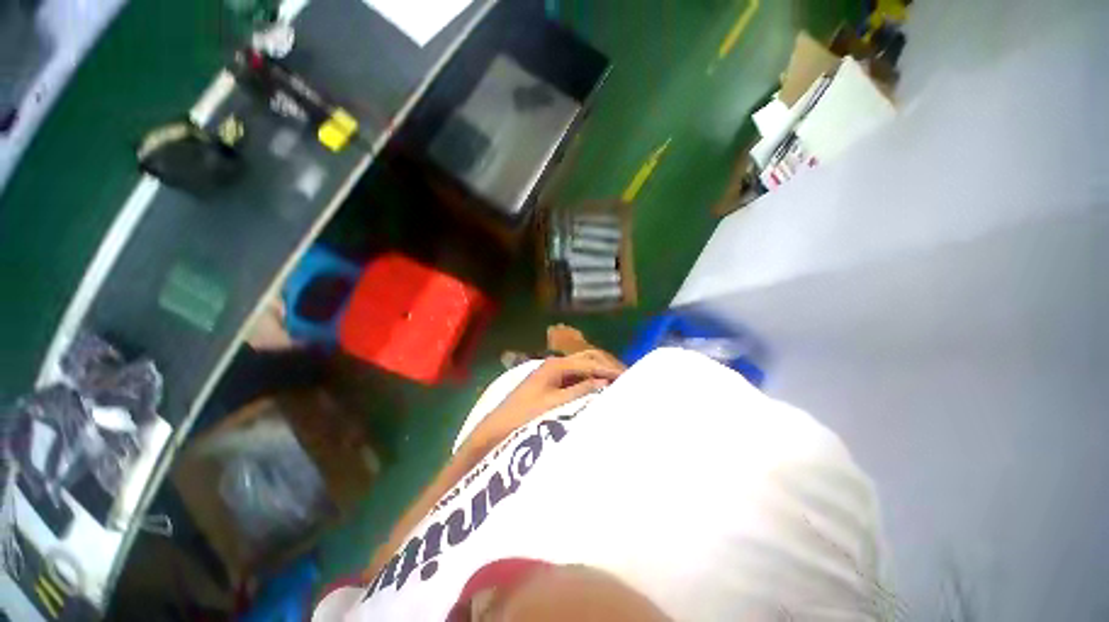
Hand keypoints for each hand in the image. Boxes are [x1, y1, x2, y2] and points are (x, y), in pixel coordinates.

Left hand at [466, 350, 625, 453]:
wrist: (495, 430)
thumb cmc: (523, 417)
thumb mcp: (554, 406)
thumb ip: (580, 392)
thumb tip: (606, 384)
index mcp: (556, 365)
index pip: (590, 363)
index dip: (610, 371)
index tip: (629, 379)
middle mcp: (555, 364)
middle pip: (588, 359)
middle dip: (607, 366)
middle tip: (627, 379)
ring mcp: (552, 373)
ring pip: (583, 367)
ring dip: (600, 372)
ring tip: (618, 383)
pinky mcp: (551, 384)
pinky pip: (576, 377)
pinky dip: (590, 380)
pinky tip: (599, 390)